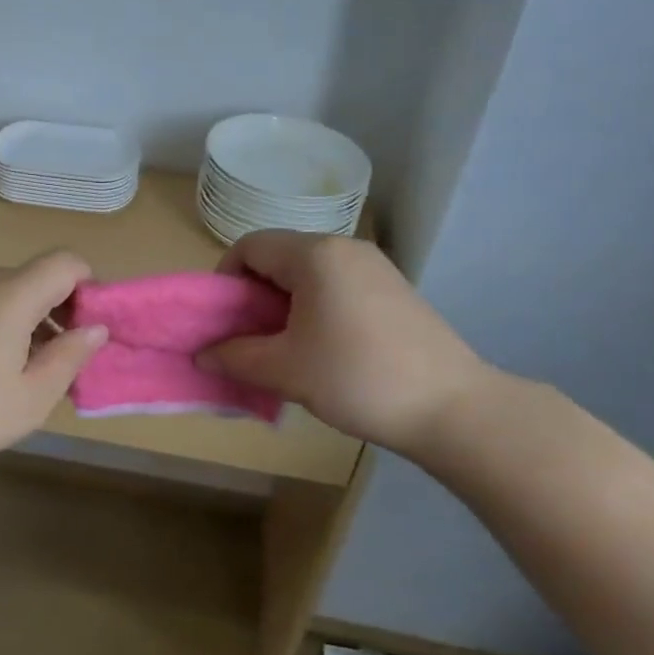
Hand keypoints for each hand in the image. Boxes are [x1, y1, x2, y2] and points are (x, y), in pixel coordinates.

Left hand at [0, 251, 109, 477]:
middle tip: (60, 365)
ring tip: (21, 378)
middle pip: (36, 280)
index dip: (89, 289)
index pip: (66, 262)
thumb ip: (69, 357)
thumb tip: (94, 329)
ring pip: (6, 296)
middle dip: (60, 314)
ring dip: (28, 325)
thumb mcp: (31, 396)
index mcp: (12, 293)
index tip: (89, 333)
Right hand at [197, 231, 490, 455]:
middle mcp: (345, 249)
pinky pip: (337, 287)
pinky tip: (322, 350)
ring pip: (309, 274)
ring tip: (284, 349)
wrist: (452, 408)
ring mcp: (375, 268)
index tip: (222, 319)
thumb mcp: (284, 370)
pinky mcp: (394, 291)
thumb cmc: (356, 378)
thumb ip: (234, 356)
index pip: (250, 246)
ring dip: (283, 305)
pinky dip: (315, 309)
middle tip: (247, 339)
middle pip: (279, 257)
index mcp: (315, 255)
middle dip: (253, 295)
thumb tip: (201, 355)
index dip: (225, 278)